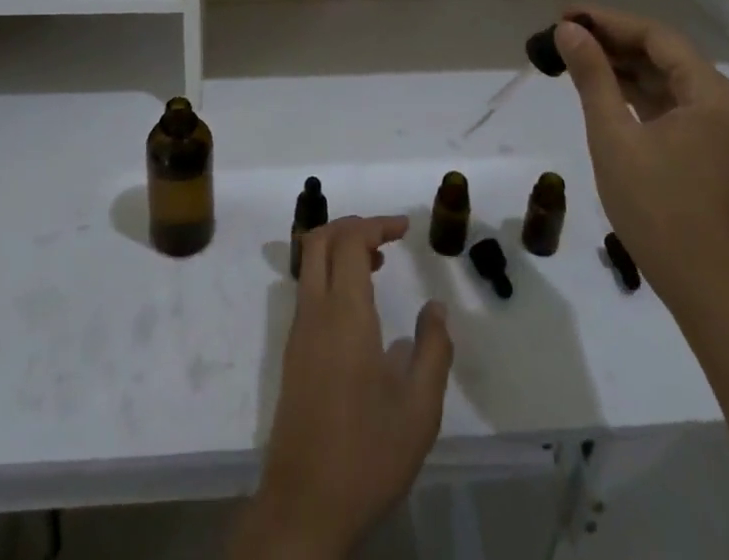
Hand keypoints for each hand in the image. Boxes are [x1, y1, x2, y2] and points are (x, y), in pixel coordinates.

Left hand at [232, 216, 452, 559]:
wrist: (304, 505)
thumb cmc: (367, 454)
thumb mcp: (419, 410)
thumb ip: (433, 350)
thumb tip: (436, 308)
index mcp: (345, 314)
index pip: (350, 241)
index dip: (376, 223)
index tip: (405, 227)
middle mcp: (314, 311)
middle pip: (320, 239)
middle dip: (353, 225)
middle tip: (388, 235)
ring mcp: (298, 331)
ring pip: (308, 262)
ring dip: (339, 248)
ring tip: (378, 264)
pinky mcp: (293, 352)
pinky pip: (308, 289)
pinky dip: (330, 273)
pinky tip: (359, 305)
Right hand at [555, 7, 728, 319]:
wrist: (705, 288)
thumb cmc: (658, 208)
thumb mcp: (614, 136)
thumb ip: (592, 77)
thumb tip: (569, 30)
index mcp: (711, 94)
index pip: (657, 37)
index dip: (609, 22)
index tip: (565, 17)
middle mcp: (723, 103)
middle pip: (664, 55)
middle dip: (614, 41)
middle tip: (564, 35)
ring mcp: (719, 128)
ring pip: (666, 79)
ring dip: (623, 67)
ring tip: (575, 58)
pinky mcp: (709, 149)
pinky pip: (670, 104)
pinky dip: (636, 93)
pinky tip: (602, 90)